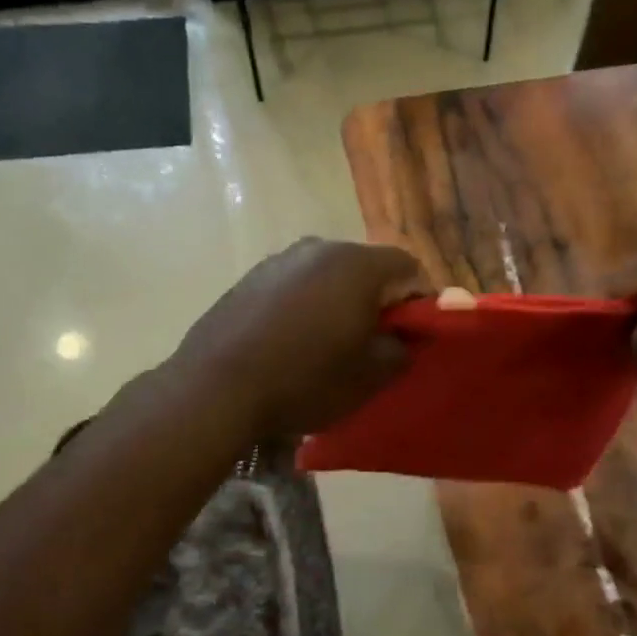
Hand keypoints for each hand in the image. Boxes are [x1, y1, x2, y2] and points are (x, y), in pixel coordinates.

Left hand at [173, 238, 429, 438]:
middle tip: (373, 344)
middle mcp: (319, 247)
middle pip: (367, 268)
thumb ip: (402, 349)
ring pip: (328, 276)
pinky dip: (304, 307)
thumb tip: (404, 337)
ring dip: (339, 303)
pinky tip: (291, 343)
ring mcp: (279, 260)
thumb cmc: (306, 380)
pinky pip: (294, 286)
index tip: (411, 337)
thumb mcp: (370, 376)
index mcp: (357, 264)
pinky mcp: (250, 278)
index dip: (419, 303)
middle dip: (378, 301)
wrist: (217, 388)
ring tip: (328, 346)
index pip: (410, 268)